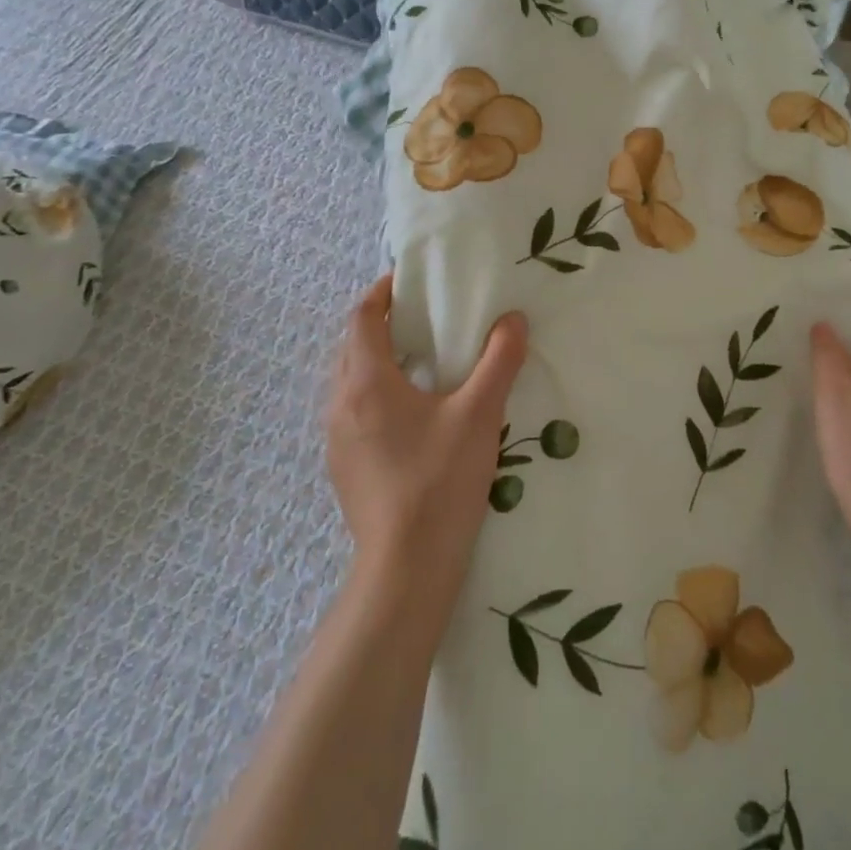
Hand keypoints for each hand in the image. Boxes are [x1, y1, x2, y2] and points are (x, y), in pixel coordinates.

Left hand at [325, 275, 528, 602]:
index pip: (363, 318)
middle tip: (421, 317)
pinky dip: (375, 395)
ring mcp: (337, 440)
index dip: (382, 293)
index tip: (408, 281)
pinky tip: (410, 415)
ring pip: (350, 382)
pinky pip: (354, 412)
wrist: (406, 568)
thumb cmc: (440, 481)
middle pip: (352, 347)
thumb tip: (513, 320)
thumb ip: (499, 361)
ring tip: (419, 362)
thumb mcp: (479, 415)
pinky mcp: (344, 468)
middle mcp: (341, 404)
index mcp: (367, 382)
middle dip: (381, 324)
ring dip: (376, 361)